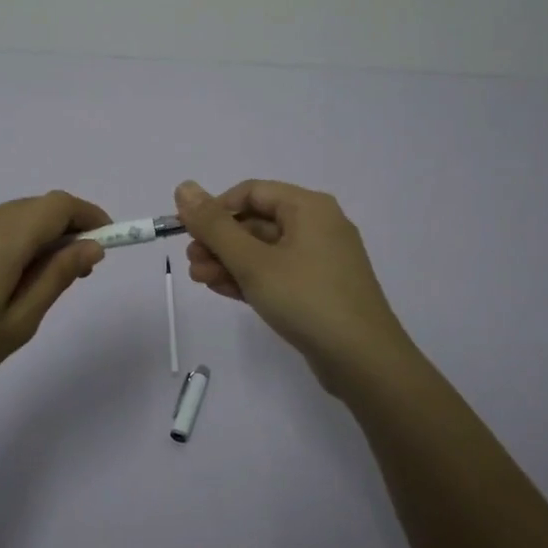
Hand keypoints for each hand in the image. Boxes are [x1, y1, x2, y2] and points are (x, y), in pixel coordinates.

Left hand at [0, 190, 109, 413]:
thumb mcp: (19, 322)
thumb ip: (57, 277)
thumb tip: (91, 247)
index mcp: (2, 238)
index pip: (58, 205)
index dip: (90, 215)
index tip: (110, 240)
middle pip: (38, 207)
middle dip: (69, 227)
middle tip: (84, 270)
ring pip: (17, 215)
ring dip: (43, 234)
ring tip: (51, 279)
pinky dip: (18, 239)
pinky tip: (16, 277)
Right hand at [175, 179, 416, 397]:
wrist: (364, 361)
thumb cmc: (306, 299)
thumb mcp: (252, 261)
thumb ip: (214, 226)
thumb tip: (183, 187)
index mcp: (309, 207)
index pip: (252, 192)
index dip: (216, 208)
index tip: (187, 230)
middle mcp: (318, 226)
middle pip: (257, 222)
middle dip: (219, 240)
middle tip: (190, 261)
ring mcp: (321, 260)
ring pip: (264, 250)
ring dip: (229, 261)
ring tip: (198, 279)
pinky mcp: (319, 289)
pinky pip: (277, 273)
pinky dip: (249, 278)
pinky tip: (220, 289)